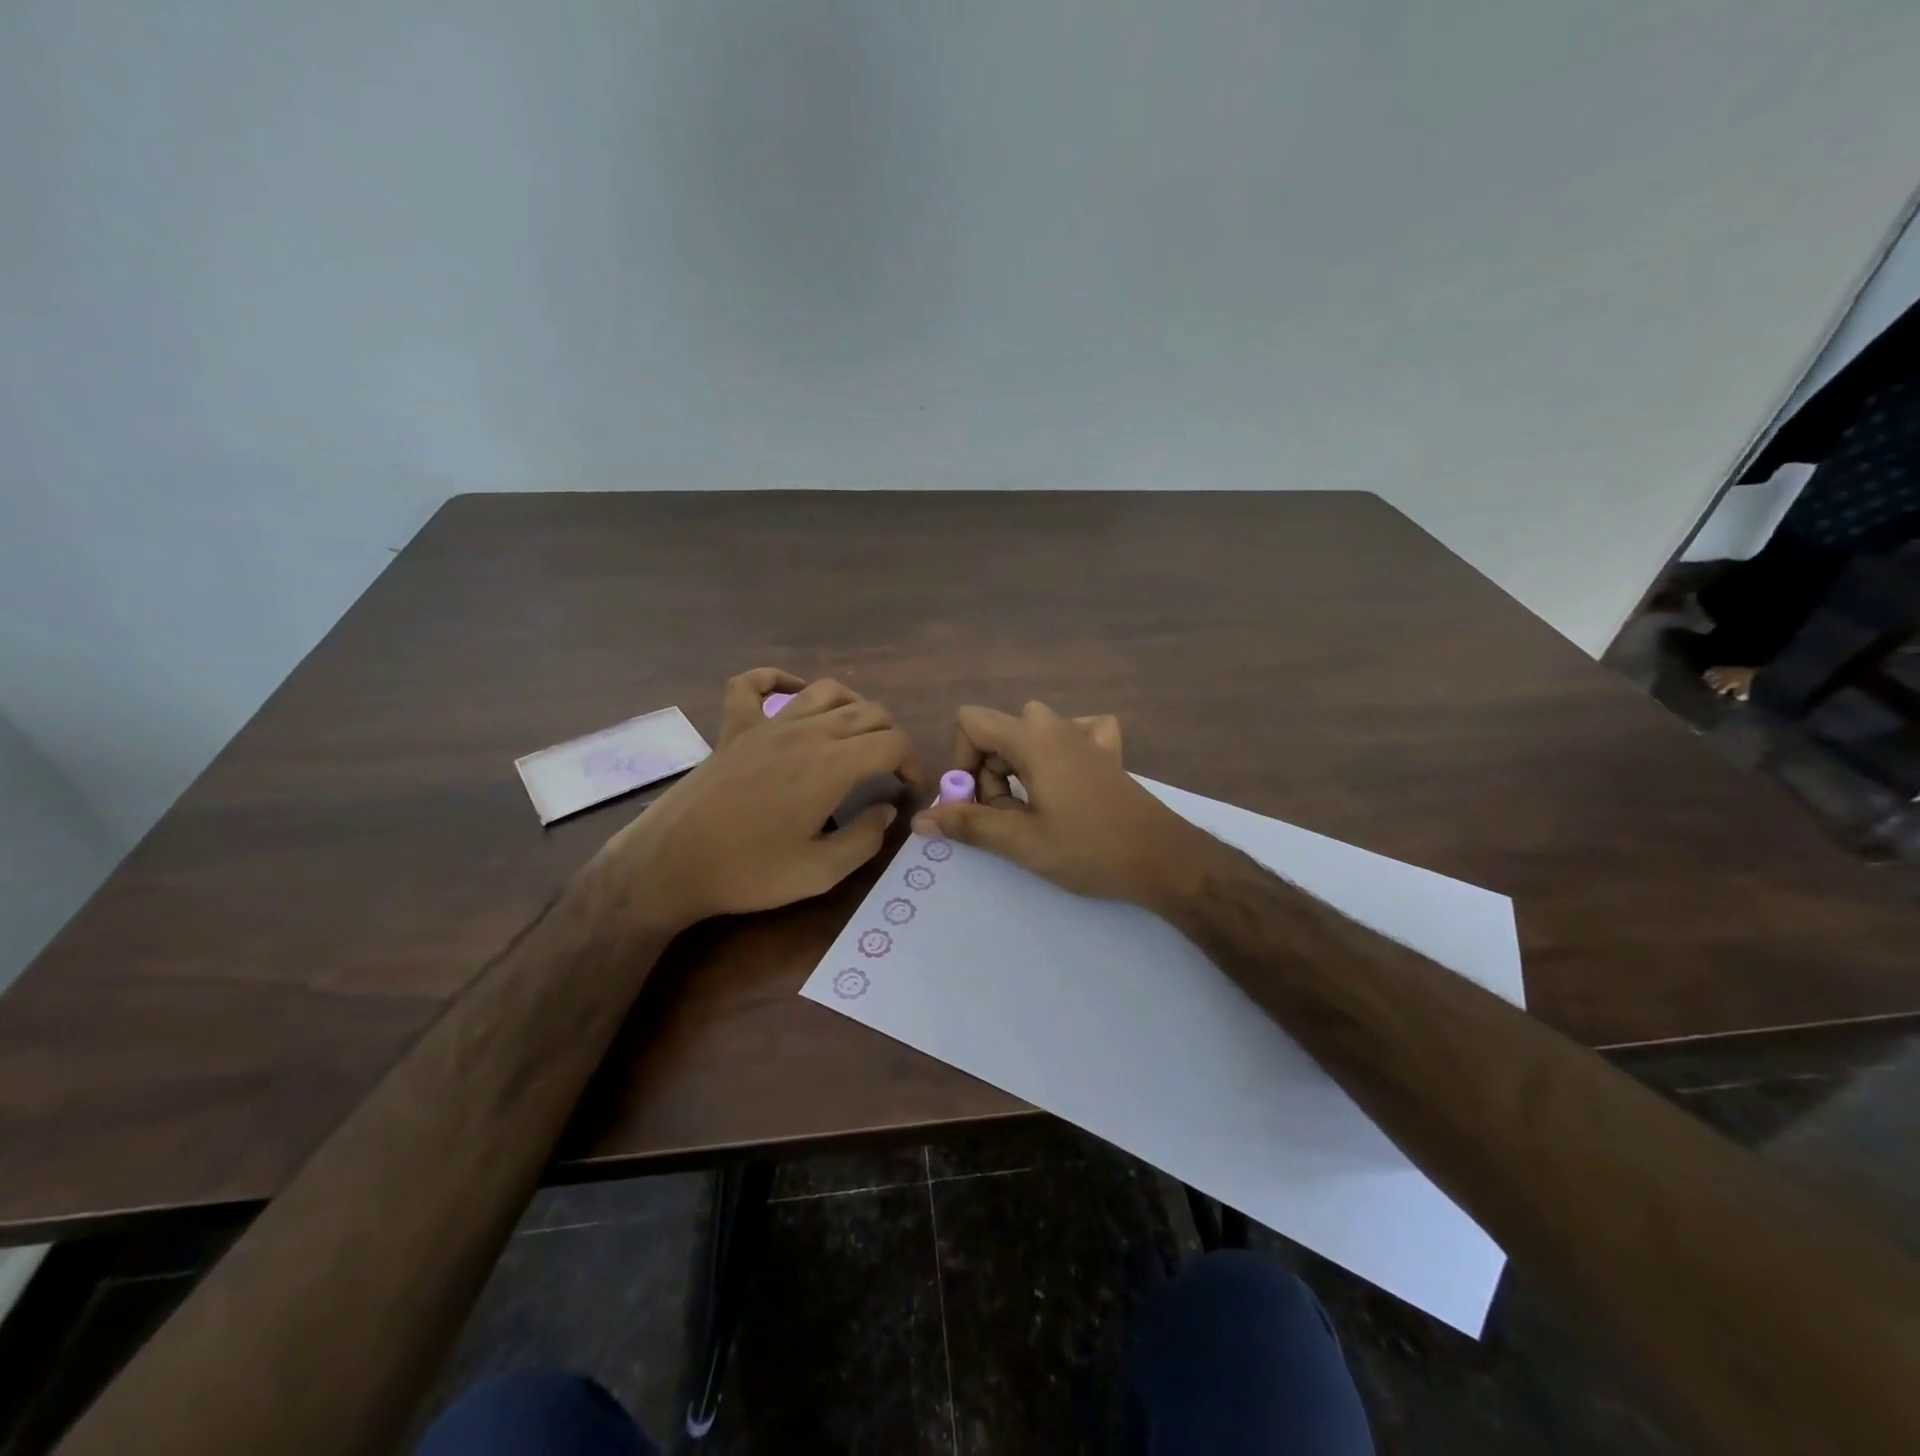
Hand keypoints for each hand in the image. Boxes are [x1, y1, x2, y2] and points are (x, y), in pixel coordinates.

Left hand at [597, 672, 928, 927]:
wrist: (670, 865)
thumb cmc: (748, 873)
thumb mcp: (821, 873)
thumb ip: (865, 839)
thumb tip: (886, 811)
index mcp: (832, 765)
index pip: (893, 743)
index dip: (913, 764)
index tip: (911, 792)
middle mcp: (806, 732)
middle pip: (868, 712)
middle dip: (892, 738)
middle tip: (890, 772)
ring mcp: (767, 724)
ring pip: (826, 691)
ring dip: (854, 707)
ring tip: (856, 736)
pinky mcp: (733, 728)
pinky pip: (754, 684)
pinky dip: (777, 679)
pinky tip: (791, 693)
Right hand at [911, 701, 1209, 906]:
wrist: (1165, 859)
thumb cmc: (1090, 849)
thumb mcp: (1023, 842)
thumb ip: (969, 825)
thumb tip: (920, 819)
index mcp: (1033, 740)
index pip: (971, 721)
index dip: (961, 760)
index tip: (976, 803)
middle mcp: (1057, 726)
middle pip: (999, 730)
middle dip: (989, 770)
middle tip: (1007, 814)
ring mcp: (1087, 736)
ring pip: (1032, 731)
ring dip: (1019, 764)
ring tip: (1033, 805)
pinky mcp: (1108, 753)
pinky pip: (1075, 732)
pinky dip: (1060, 749)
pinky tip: (1067, 778)